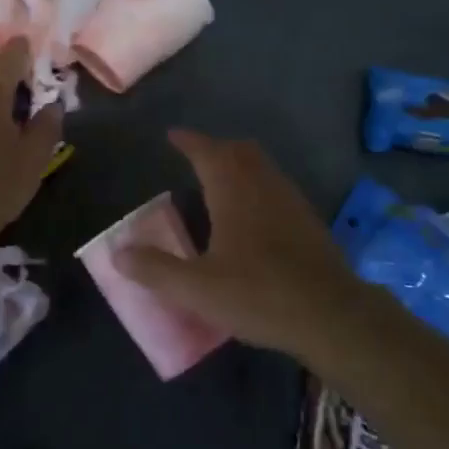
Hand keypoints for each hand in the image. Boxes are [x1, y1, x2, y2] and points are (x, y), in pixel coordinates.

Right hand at [112, 130, 365, 359]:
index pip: (205, 150)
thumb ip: (156, 269)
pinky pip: (275, 183)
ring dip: (238, 163)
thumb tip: (118, 252)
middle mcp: (261, 182)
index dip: (187, 140)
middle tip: (196, 158)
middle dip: (214, 148)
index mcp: (232, 188)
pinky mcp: (307, 217)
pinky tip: (253, 214)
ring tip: (220, 182)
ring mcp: (288, 197)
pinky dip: (257, 183)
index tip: (172, 135)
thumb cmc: (259, 294)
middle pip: (237, 149)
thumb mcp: (198, 288)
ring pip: (260, 164)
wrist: (331, 313)